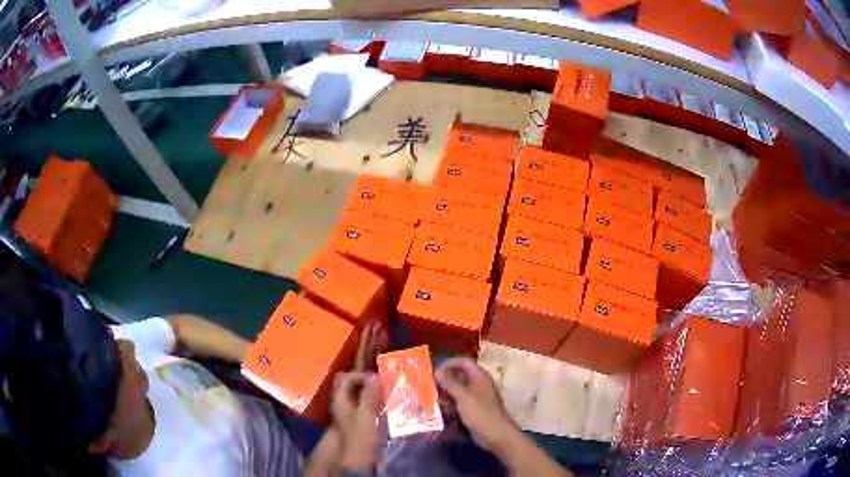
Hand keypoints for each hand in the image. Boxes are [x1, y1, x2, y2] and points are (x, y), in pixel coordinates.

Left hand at [331, 372, 382, 473]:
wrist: (358, 460)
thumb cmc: (360, 436)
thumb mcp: (366, 414)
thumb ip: (369, 394)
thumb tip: (375, 375)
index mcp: (339, 400)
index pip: (344, 377)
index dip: (359, 375)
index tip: (376, 380)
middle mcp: (341, 404)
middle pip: (349, 385)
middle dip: (365, 381)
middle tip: (382, 383)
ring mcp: (348, 412)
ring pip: (357, 395)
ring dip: (370, 391)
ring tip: (385, 391)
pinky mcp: (356, 421)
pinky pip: (363, 404)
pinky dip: (372, 401)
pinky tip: (384, 405)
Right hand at [434, 358, 520, 454]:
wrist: (496, 435)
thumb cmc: (481, 413)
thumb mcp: (463, 397)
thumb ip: (450, 383)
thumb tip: (437, 370)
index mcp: (480, 376)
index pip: (464, 362)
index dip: (449, 363)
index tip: (434, 370)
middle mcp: (479, 384)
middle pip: (461, 375)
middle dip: (445, 377)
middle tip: (429, 383)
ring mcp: (477, 397)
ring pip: (459, 389)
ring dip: (446, 390)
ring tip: (430, 394)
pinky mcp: (474, 409)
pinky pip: (460, 401)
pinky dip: (450, 401)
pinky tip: (439, 406)